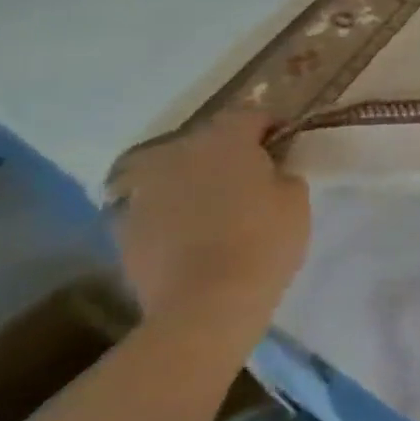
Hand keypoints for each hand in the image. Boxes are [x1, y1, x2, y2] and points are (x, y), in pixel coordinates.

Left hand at [107, 112, 310, 343]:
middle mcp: (177, 154)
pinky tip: (191, 233)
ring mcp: (144, 190)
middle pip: (208, 141)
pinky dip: (173, 211)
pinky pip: (156, 205)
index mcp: (224, 140)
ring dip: (197, 180)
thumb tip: (269, 169)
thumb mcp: (296, 199)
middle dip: (230, 152)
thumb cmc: (264, 241)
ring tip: (218, 206)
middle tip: (254, 176)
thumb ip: (282, 172)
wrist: (204, 305)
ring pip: (177, 172)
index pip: (251, 115)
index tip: (286, 145)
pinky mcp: (123, 226)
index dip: (271, 127)